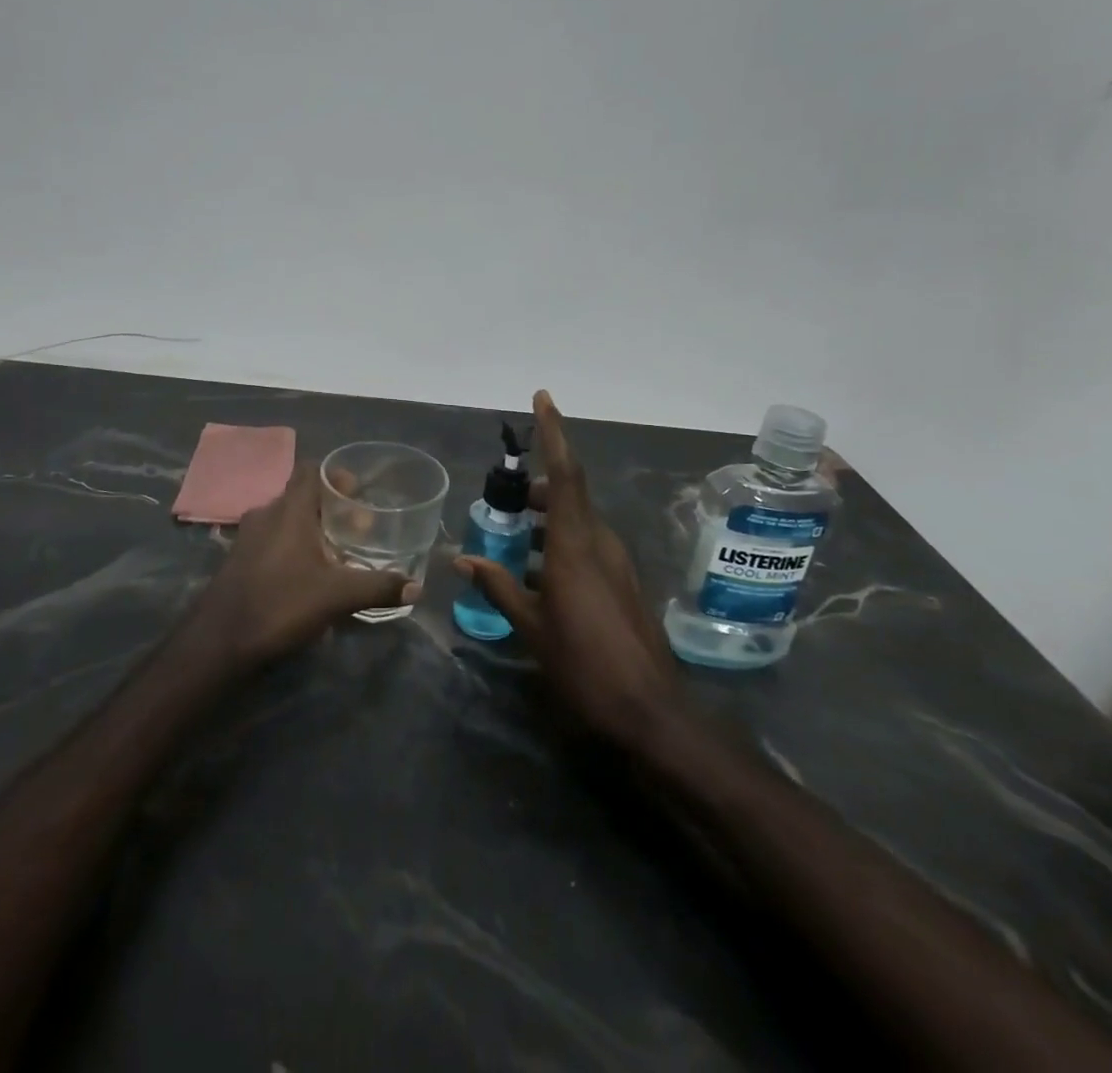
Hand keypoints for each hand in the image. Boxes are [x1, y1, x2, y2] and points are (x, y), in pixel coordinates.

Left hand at [191, 460, 418, 668]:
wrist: (219, 641)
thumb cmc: (280, 603)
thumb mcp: (337, 596)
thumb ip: (378, 587)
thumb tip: (417, 588)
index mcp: (290, 510)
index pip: (311, 470)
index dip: (336, 475)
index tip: (359, 494)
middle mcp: (266, 514)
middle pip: (302, 495)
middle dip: (330, 508)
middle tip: (357, 529)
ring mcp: (248, 537)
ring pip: (286, 519)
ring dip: (310, 529)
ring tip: (337, 553)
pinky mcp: (239, 560)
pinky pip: (272, 540)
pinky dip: (292, 547)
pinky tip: (307, 574)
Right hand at [454, 390, 676, 747]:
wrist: (650, 712)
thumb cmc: (583, 665)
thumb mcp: (531, 627)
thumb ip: (498, 585)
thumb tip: (461, 557)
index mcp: (576, 545)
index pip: (566, 473)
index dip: (554, 432)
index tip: (543, 399)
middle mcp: (600, 543)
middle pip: (570, 494)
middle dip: (540, 487)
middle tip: (507, 498)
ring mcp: (616, 563)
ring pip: (579, 520)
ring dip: (549, 519)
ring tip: (515, 535)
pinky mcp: (623, 582)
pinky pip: (588, 544)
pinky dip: (560, 543)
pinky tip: (538, 573)